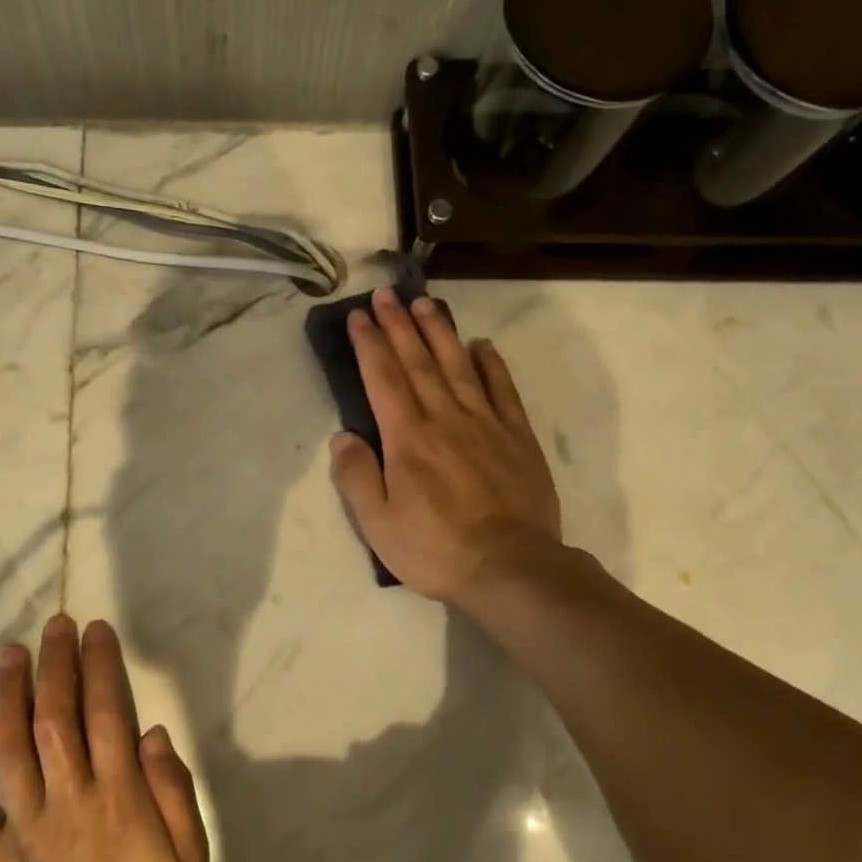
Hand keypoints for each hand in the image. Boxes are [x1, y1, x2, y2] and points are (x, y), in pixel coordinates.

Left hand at [0, 615, 208, 861]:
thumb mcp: (193, 861)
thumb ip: (175, 793)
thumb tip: (153, 733)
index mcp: (119, 796)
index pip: (107, 712)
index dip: (100, 665)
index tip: (95, 630)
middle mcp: (68, 797)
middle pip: (57, 715)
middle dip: (56, 663)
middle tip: (54, 624)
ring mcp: (23, 824)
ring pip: (10, 745)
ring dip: (9, 694)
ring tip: (10, 653)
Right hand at [329, 287, 561, 602]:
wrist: (510, 567)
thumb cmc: (435, 549)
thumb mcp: (378, 524)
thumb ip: (356, 477)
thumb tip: (343, 437)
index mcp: (407, 438)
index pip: (383, 377)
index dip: (369, 343)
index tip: (359, 315)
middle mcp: (445, 418)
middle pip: (418, 361)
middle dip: (400, 324)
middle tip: (387, 294)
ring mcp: (486, 424)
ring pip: (458, 366)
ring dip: (440, 332)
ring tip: (427, 304)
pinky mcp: (517, 437)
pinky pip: (503, 390)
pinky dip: (492, 364)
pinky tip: (482, 345)